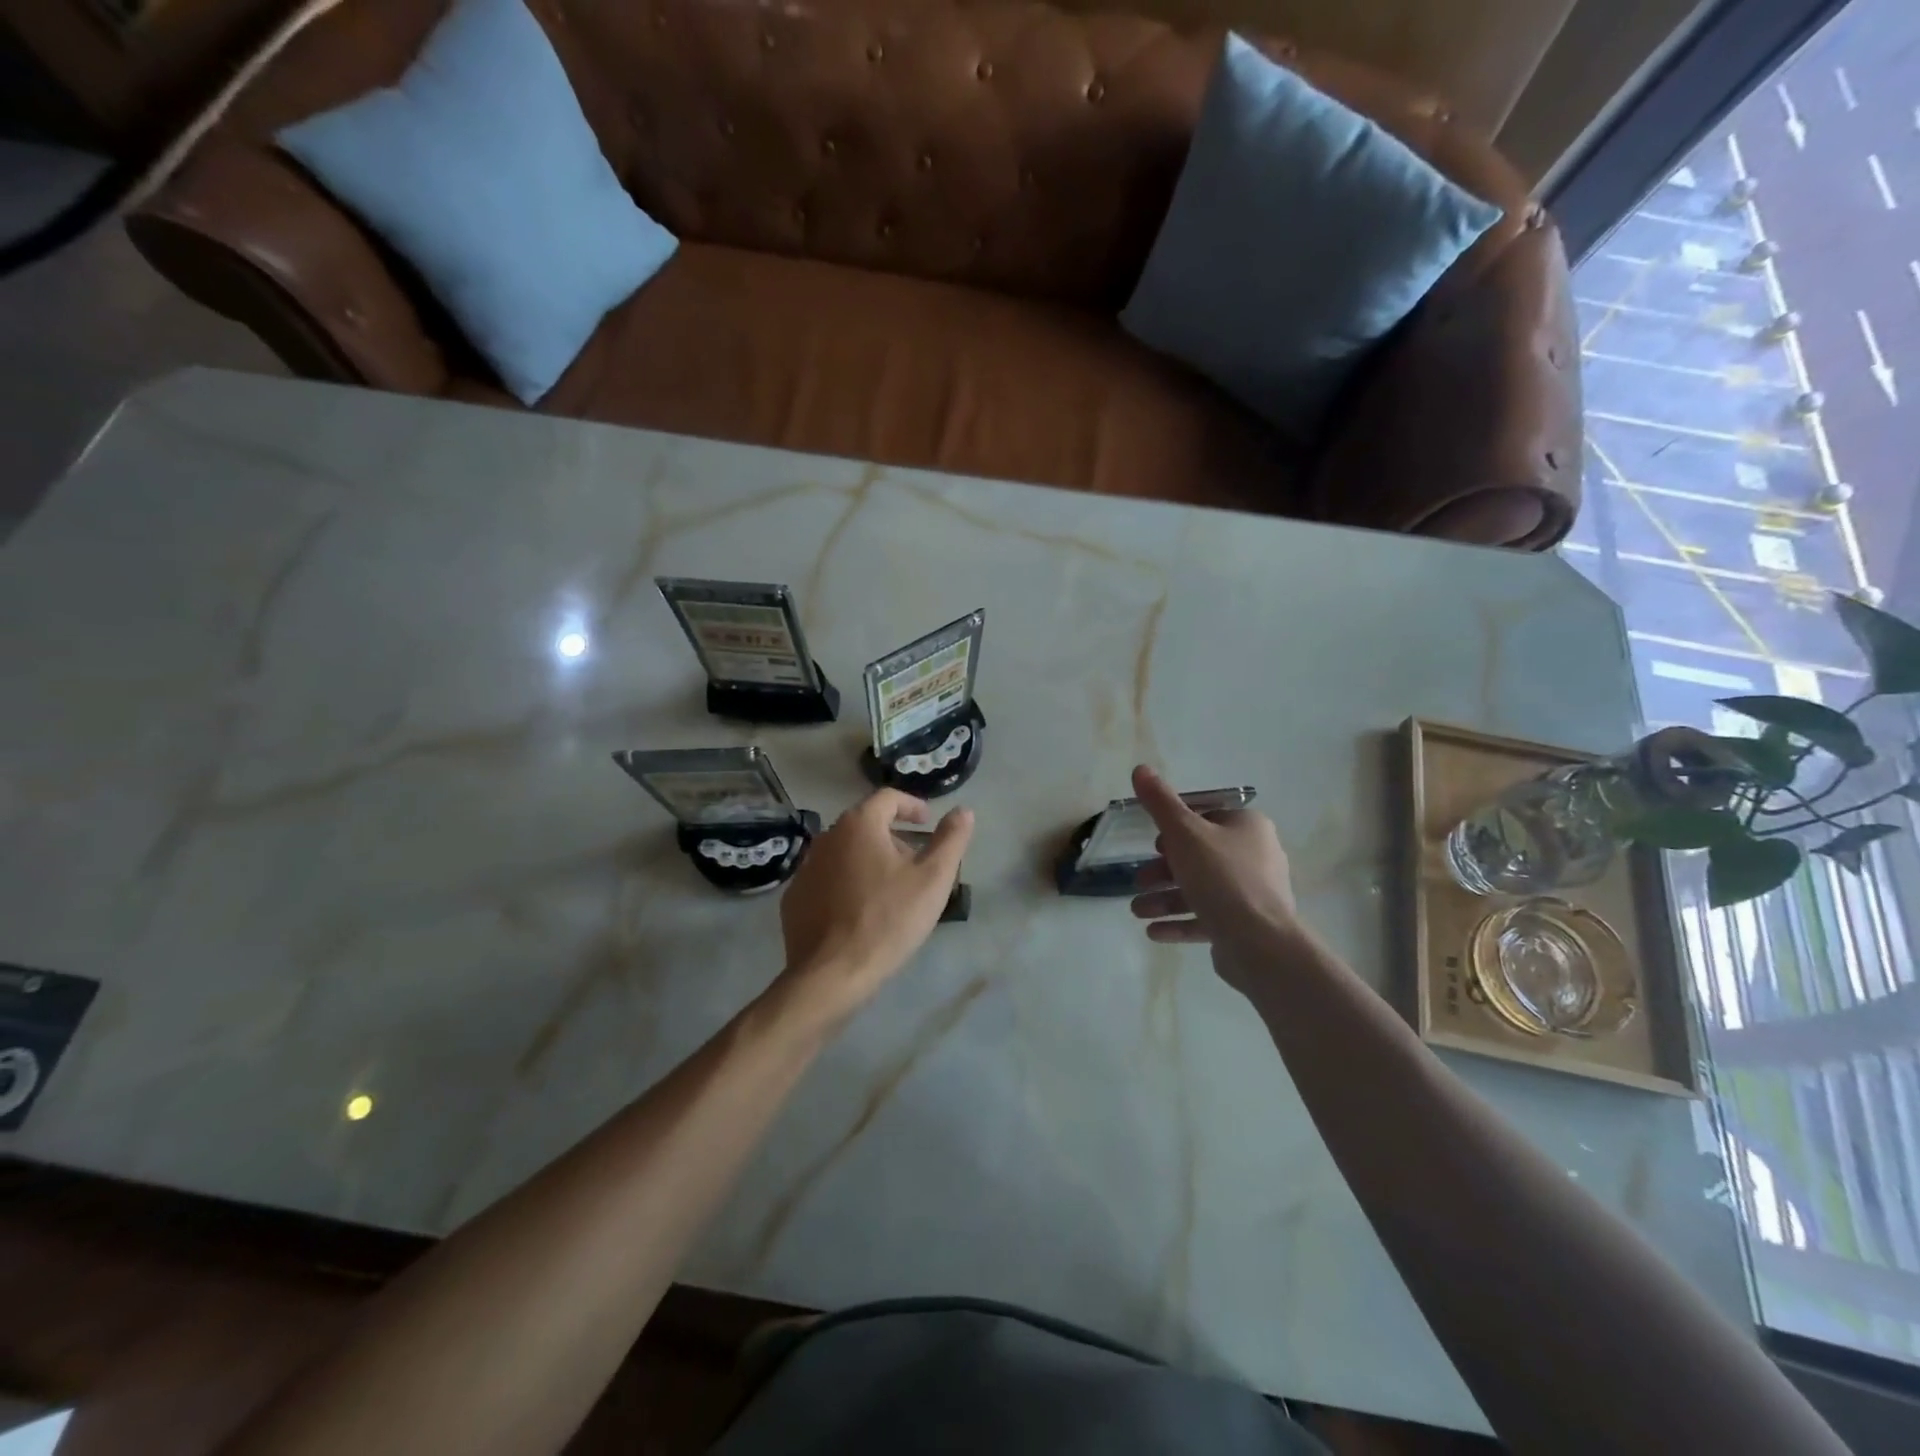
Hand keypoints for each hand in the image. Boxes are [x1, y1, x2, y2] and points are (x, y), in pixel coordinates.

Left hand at [774, 789, 973, 1025]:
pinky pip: (827, 879)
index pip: (888, 798)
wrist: (830, 974)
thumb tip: (964, 811)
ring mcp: (805, 868)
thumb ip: (951, 839)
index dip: (912, 806)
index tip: (928, 822)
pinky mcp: (795, 897)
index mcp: (859, 825)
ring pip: (845, 852)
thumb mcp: (933, 879)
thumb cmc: (888, 920)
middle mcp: (826, 837)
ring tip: (890, 888)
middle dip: (893, 837)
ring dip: (869, 860)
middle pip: (865, 824)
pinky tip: (860, 910)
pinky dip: (846, 884)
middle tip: (915, 862)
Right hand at [1126, 764, 1300, 992]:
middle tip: (1139, 881)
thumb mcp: (1183, 832)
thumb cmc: (1221, 876)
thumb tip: (1140, 769)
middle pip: (1199, 856)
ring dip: (1164, 899)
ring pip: (1200, 890)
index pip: (1207, 817)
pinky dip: (1180, 923)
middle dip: (1163, 870)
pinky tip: (1153, 932)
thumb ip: (1159, 803)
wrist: (1260, 943)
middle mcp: (1256, 856)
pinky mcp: (1247, 926)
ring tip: (1137, 911)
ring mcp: (1253, 894)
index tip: (1153, 844)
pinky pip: (1208, 919)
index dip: (1176, 828)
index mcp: (1248, 827)